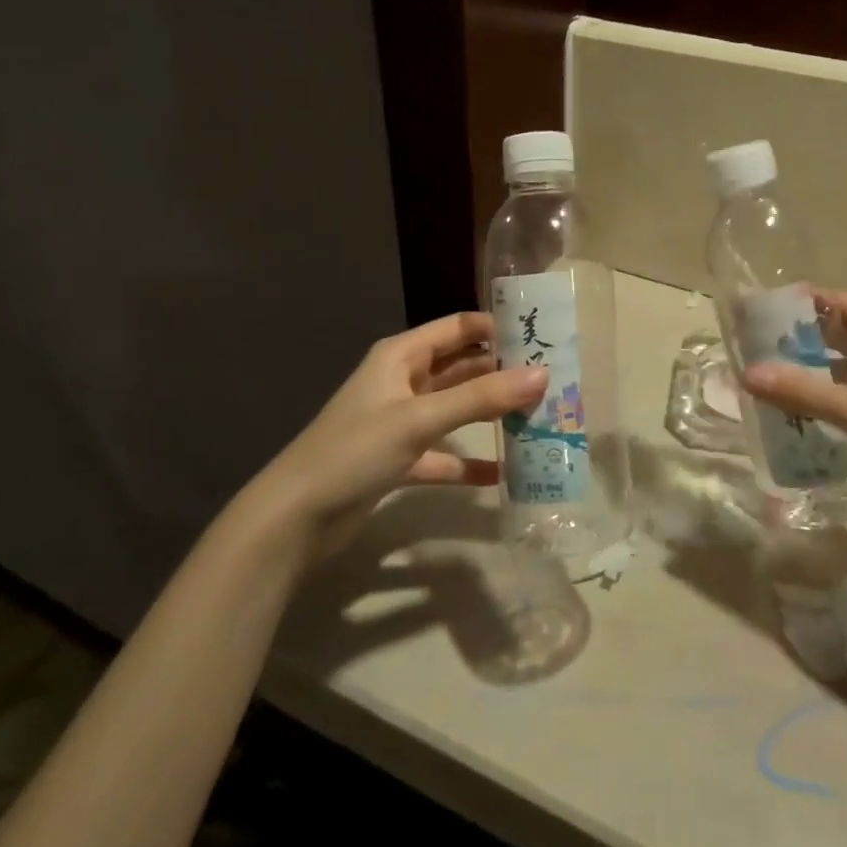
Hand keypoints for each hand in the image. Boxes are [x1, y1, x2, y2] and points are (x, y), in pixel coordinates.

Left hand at [256, 312, 546, 552]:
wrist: (295, 518)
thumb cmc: (355, 451)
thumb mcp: (420, 419)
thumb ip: (482, 398)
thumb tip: (542, 375)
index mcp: (401, 356)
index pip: (458, 327)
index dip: (497, 328)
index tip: (542, 336)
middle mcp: (403, 382)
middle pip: (461, 368)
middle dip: (502, 373)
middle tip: (551, 381)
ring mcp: (401, 422)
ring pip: (456, 409)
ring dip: (490, 414)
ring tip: (538, 418)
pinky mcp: (399, 460)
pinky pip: (444, 454)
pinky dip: (469, 462)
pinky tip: (503, 473)